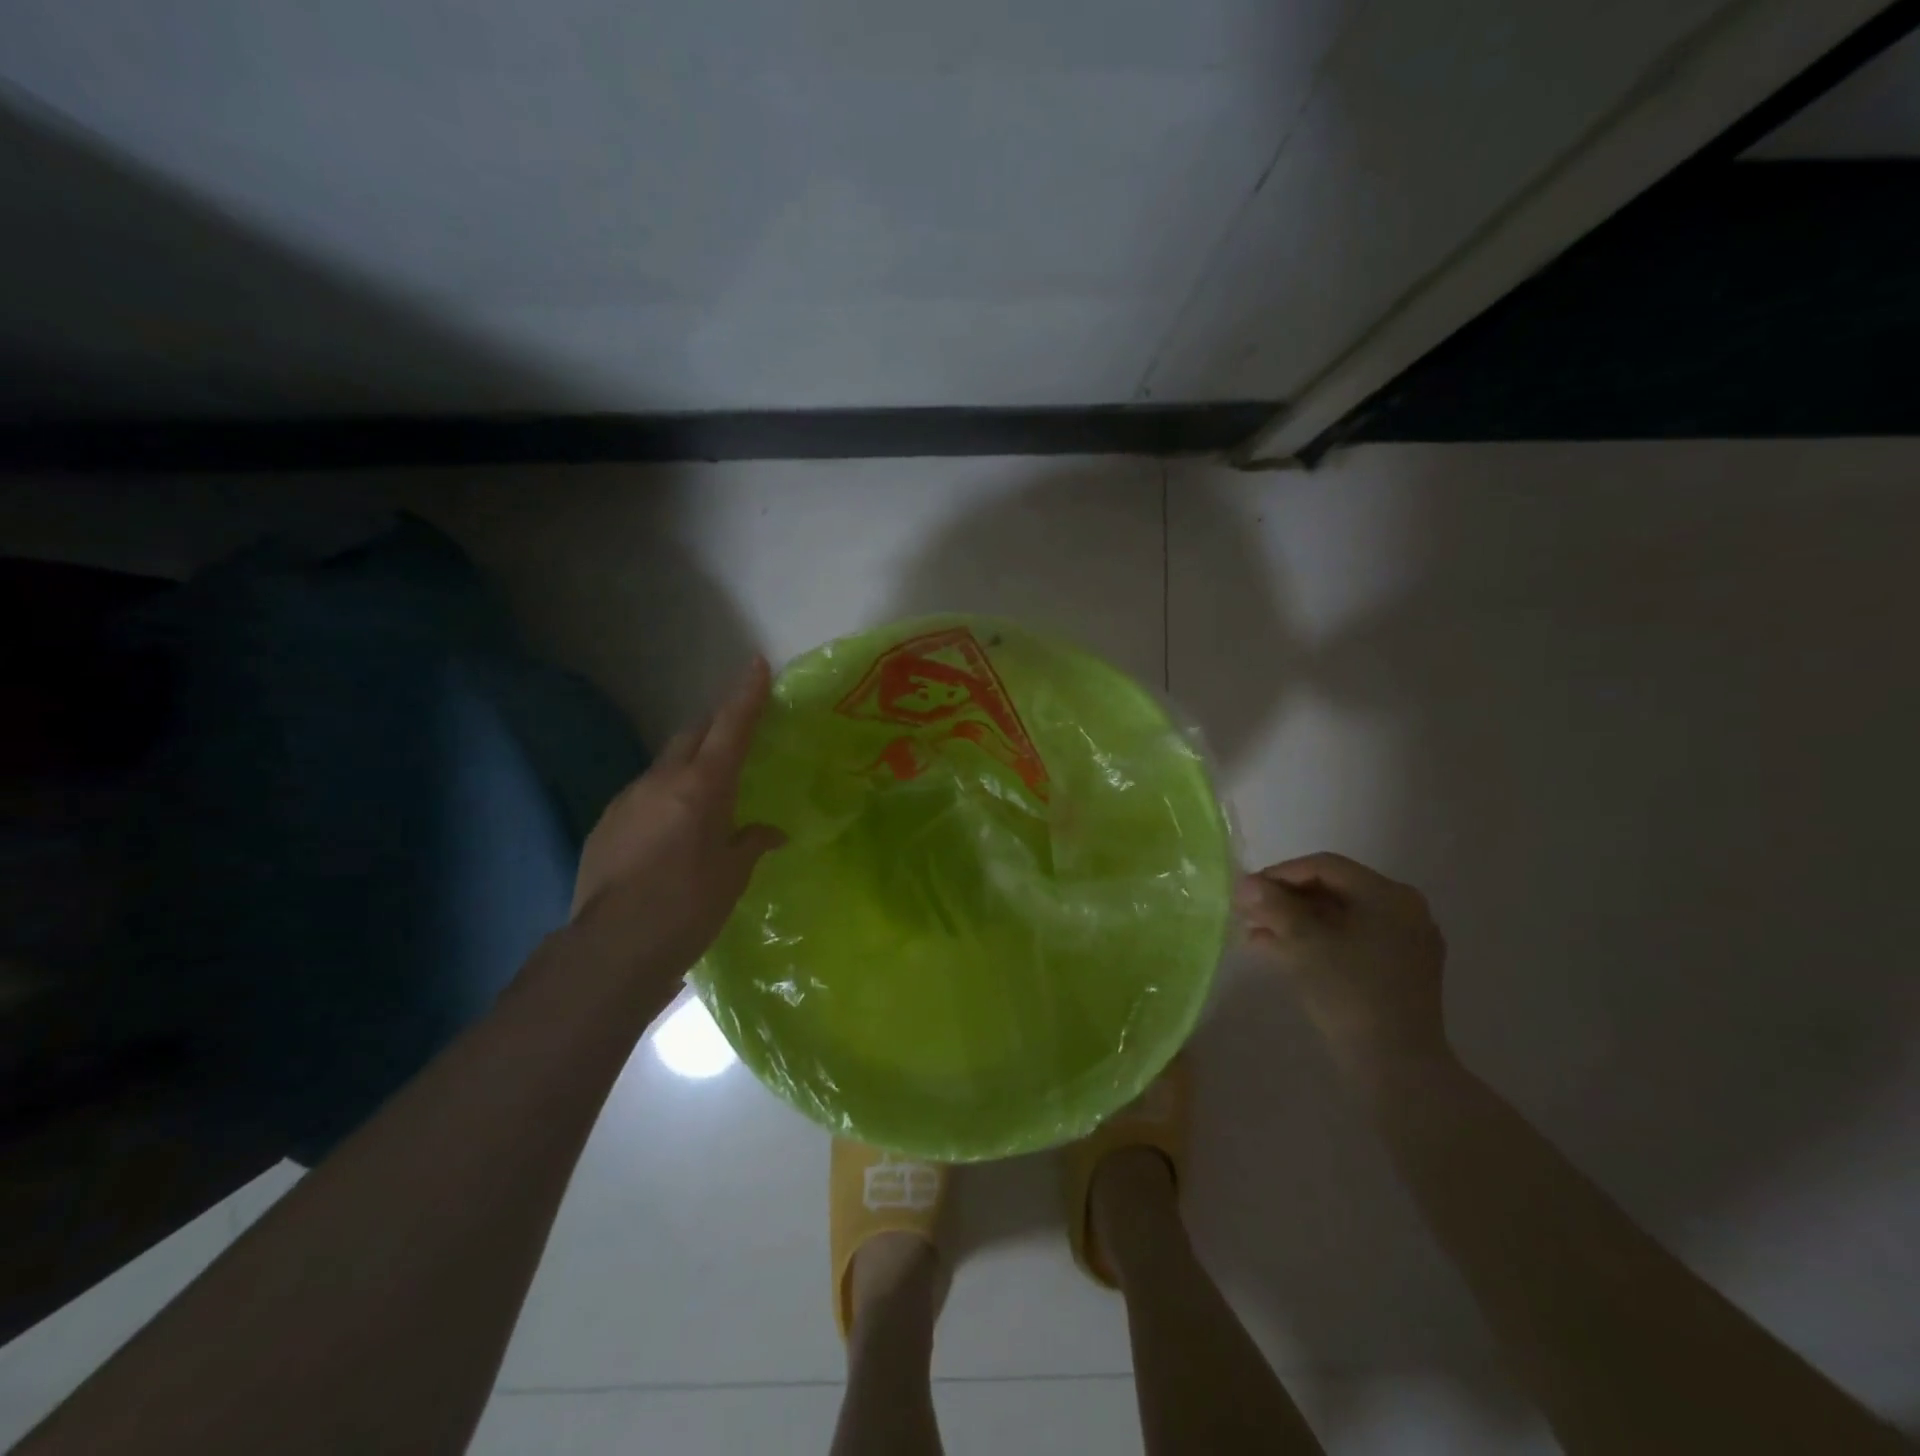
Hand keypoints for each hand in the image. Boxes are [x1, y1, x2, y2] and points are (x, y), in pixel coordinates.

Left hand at [569, 658, 785, 989]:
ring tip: (704, 796)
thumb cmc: (687, 908)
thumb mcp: (731, 876)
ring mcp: (627, 800)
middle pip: (692, 734)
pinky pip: (643, 795)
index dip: (746, 695)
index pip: (730, 727)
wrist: (611, 949)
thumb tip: (769, 832)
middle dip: (716, 726)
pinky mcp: (605, 824)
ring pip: (665, 764)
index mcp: (702, 787)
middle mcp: (661, 781)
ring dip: (687, 766)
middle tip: (736, 735)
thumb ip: (751, 843)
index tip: (756, 664)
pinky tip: (668, 833)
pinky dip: (663, 798)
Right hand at [1235, 853, 1449, 1081]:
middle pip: (1333, 890)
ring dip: (1295, 921)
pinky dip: (1316, 941)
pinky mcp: (1400, 971)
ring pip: (1340, 917)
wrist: (1397, 1067)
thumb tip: (1245, 883)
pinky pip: (1352, 941)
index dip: (1280, 873)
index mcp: (1388, 895)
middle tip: (1247, 912)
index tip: (1246, 890)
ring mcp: (1406, 942)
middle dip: (1285, 900)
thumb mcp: (1303, 943)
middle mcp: (1404, 910)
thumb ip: (1273, 905)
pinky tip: (1279, 951)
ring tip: (1255, 933)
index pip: (1325, 867)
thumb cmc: (1349, 993)